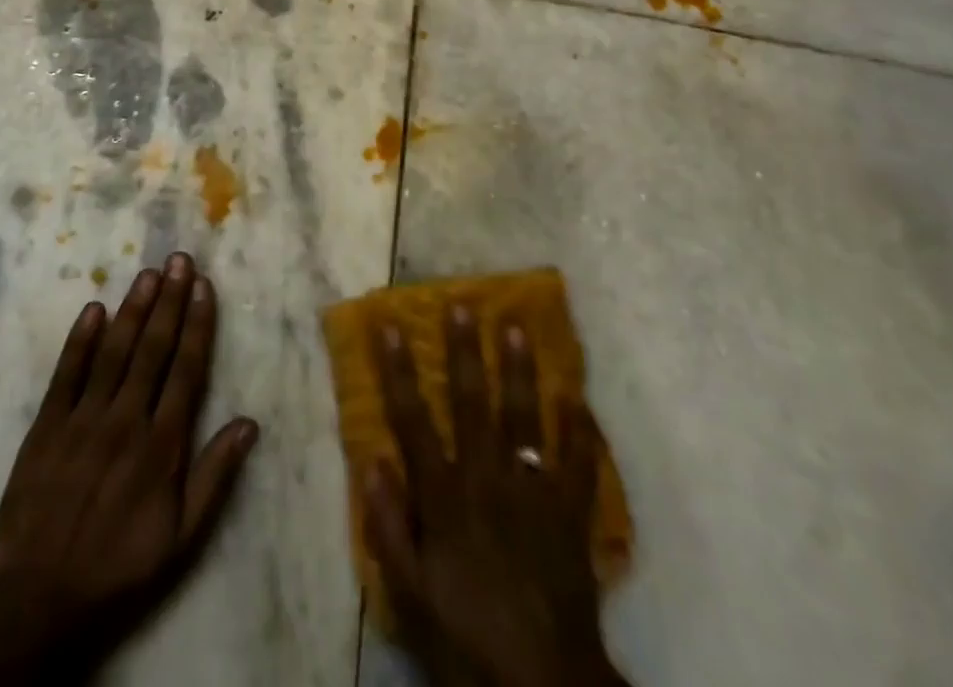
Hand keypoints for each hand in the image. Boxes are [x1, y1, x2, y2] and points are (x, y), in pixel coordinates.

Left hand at [0, 253, 258, 685]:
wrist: (35, 604)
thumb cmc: (118, 569)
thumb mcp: (181, 538)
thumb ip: (215, 476)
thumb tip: (249, 423)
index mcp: (162, 445)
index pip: (186, 369)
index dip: (197, 324)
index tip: (203, 286)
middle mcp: (126, 420)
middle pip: (153, 348)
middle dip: (168, 300)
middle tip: (178, 259)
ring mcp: (83, 420)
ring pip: (114, 351)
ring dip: (133, 309)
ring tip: (147, 273)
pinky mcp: (45, 427)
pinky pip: (66, 374)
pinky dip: (81, 340)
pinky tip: (94, 309)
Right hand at [364, 306, 628, 686]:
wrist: (543, 682)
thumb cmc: (466, 636)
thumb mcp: (410, 593)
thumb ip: (387, 526)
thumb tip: (372, 460)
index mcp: (444, 495)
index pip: (412, 418)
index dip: (398, 369)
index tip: (388, 325)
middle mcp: (486, 477)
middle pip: (471, 401)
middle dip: (463, 349)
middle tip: (460, 303)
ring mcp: (532, 490)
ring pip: (523, 416)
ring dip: (518, 369)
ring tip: (515, 326)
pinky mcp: (569, 512)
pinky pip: (578, 462)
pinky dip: (580, 429)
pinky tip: (577, 396)